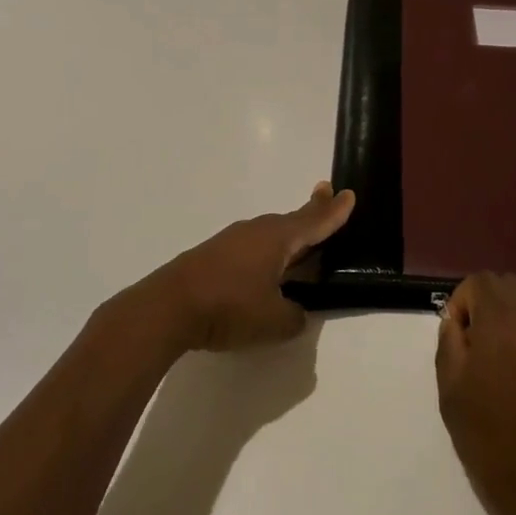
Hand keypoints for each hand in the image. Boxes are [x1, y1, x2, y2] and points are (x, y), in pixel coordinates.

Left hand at [144, 182, 355, 352]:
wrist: (167, 308)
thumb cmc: (229, 308)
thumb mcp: (274, 321)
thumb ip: (295, 316)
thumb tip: (296, 310)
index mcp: (278, 239)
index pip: (314, 221)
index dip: (334, 211)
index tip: (348, 193)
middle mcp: (256, 231)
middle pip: (292, 221)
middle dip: (312, 212)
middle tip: (327, 197)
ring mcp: (231, 241)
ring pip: (269, 234)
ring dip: (287, 235)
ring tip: (301, 241)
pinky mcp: (213, 255)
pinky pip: (251, 247)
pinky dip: (266, 251)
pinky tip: (264, 268)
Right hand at [436, 273, 515, 514]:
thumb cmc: (492, 436)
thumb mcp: (451, 388)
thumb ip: (450, 341)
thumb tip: (457, 322)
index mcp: (503, 318)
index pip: (479, 282)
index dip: (461, 305)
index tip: (458, 343)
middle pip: (507, 286)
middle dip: (486, 305)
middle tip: (474, 348)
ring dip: (509, 321)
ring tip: (498, 365)